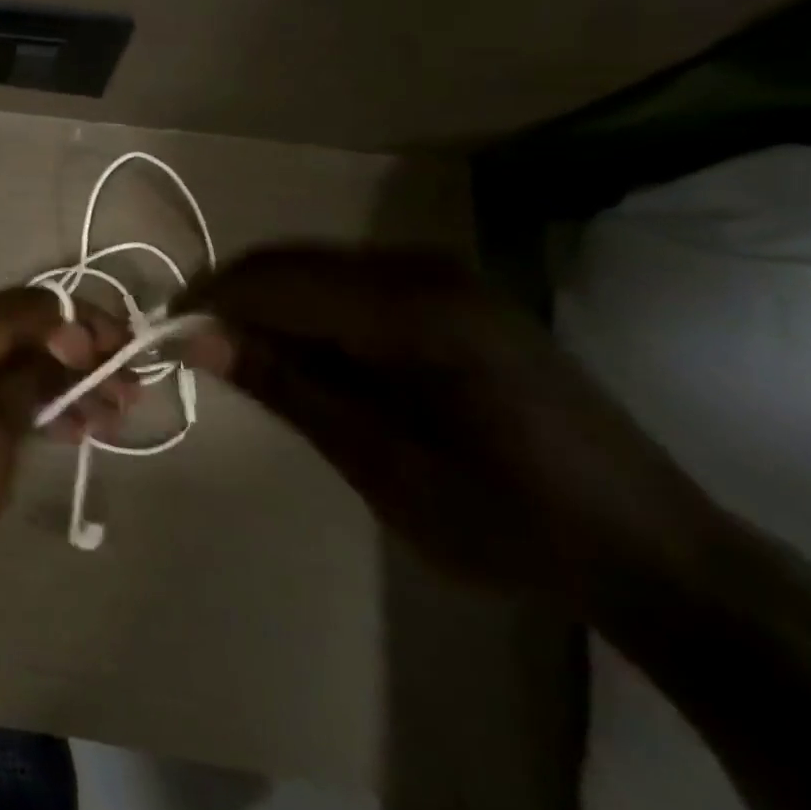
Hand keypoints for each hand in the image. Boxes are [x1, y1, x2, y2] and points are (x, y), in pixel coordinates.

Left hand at [0, 287, 133, 598]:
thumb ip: (34, 378)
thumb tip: (73, 337)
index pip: (33, 307)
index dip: (86, 324)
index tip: (129, 356)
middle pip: (25, 333)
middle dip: (80, 358)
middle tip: (130, 393)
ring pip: (13, 366)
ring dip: (63, 386)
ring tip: (112, 418)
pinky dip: (32, 407)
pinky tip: (70, 429)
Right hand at [175, 245, 717, 605]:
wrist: (648, 547)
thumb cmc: (505, 520)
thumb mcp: (378, 464)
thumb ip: (284, 388)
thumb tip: (195, 340)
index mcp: (413, 310)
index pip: (276, 281)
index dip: (210, 301)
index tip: (162, 333)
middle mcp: (426, 270)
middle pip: (292, 262)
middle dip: (234, 299)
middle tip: (193, 347)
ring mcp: (445, 275)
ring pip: (317, 268)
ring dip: (269, 305)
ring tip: (240, 357)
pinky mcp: (454, 293)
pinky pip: (352, 282)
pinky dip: (309, 311)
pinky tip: (303, 354)